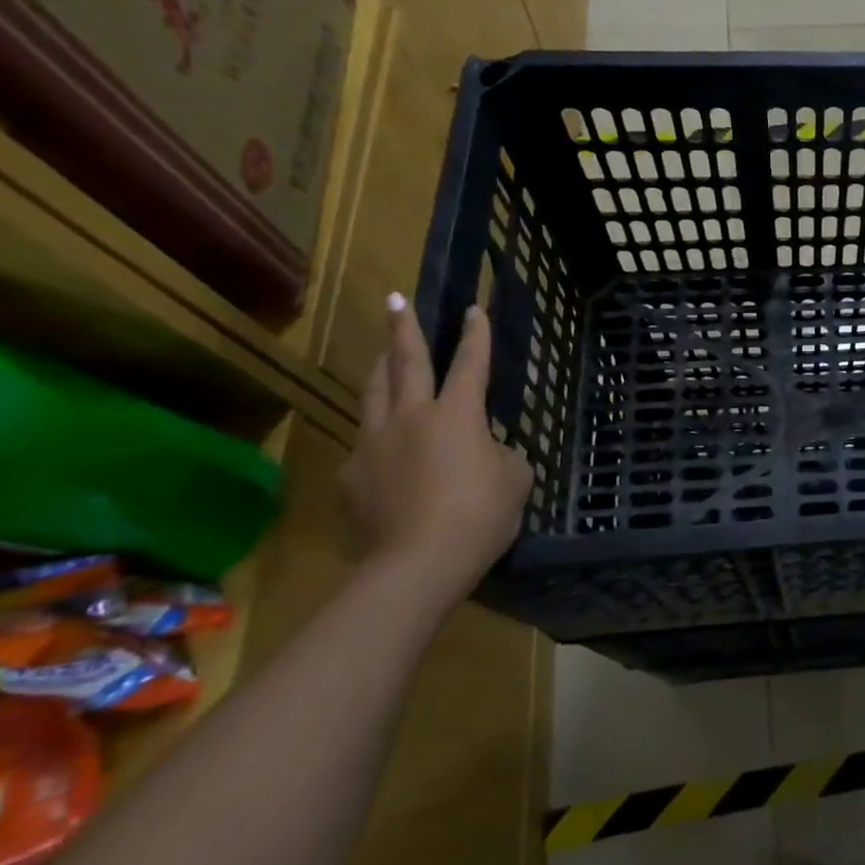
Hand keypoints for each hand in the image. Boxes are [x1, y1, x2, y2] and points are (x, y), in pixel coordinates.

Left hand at [340, 296, 532, 609]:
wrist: (417, 564)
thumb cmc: (480, 516)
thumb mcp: (514, 479)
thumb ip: (500, 453)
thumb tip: (484, 451)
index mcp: (457, 414)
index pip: (470, 363)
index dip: (476, 335)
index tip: (474, 309)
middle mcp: (411, 416)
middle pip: (405, 362)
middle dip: (404, 328)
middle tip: (396, 300)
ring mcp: (373, 443)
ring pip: (373, 394)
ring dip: (379, 369)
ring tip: (380, 356)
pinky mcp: (351, 475)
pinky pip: (364, 444)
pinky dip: (377, 437)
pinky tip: (383, 450)